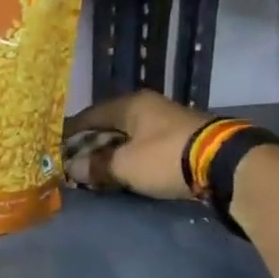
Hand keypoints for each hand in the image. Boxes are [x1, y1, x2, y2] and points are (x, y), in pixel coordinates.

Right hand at [66, 91, 214, 200]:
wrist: (224, 163)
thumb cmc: (166, 157)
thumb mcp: (125, 165)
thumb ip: (96, 166)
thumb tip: (73, 168)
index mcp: (130, 105)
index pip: (89, 116)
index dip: (70, 133)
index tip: (55, 149)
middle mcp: (147, 107)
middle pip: (109, 126)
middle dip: (90, 145)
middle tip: (73, 165)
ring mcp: (166, 122)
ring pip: (127, 138)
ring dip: (111, 154)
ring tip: (95, 172)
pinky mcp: (180, 140)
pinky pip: (144, 148)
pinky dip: (130, 159)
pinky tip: (123, 173)